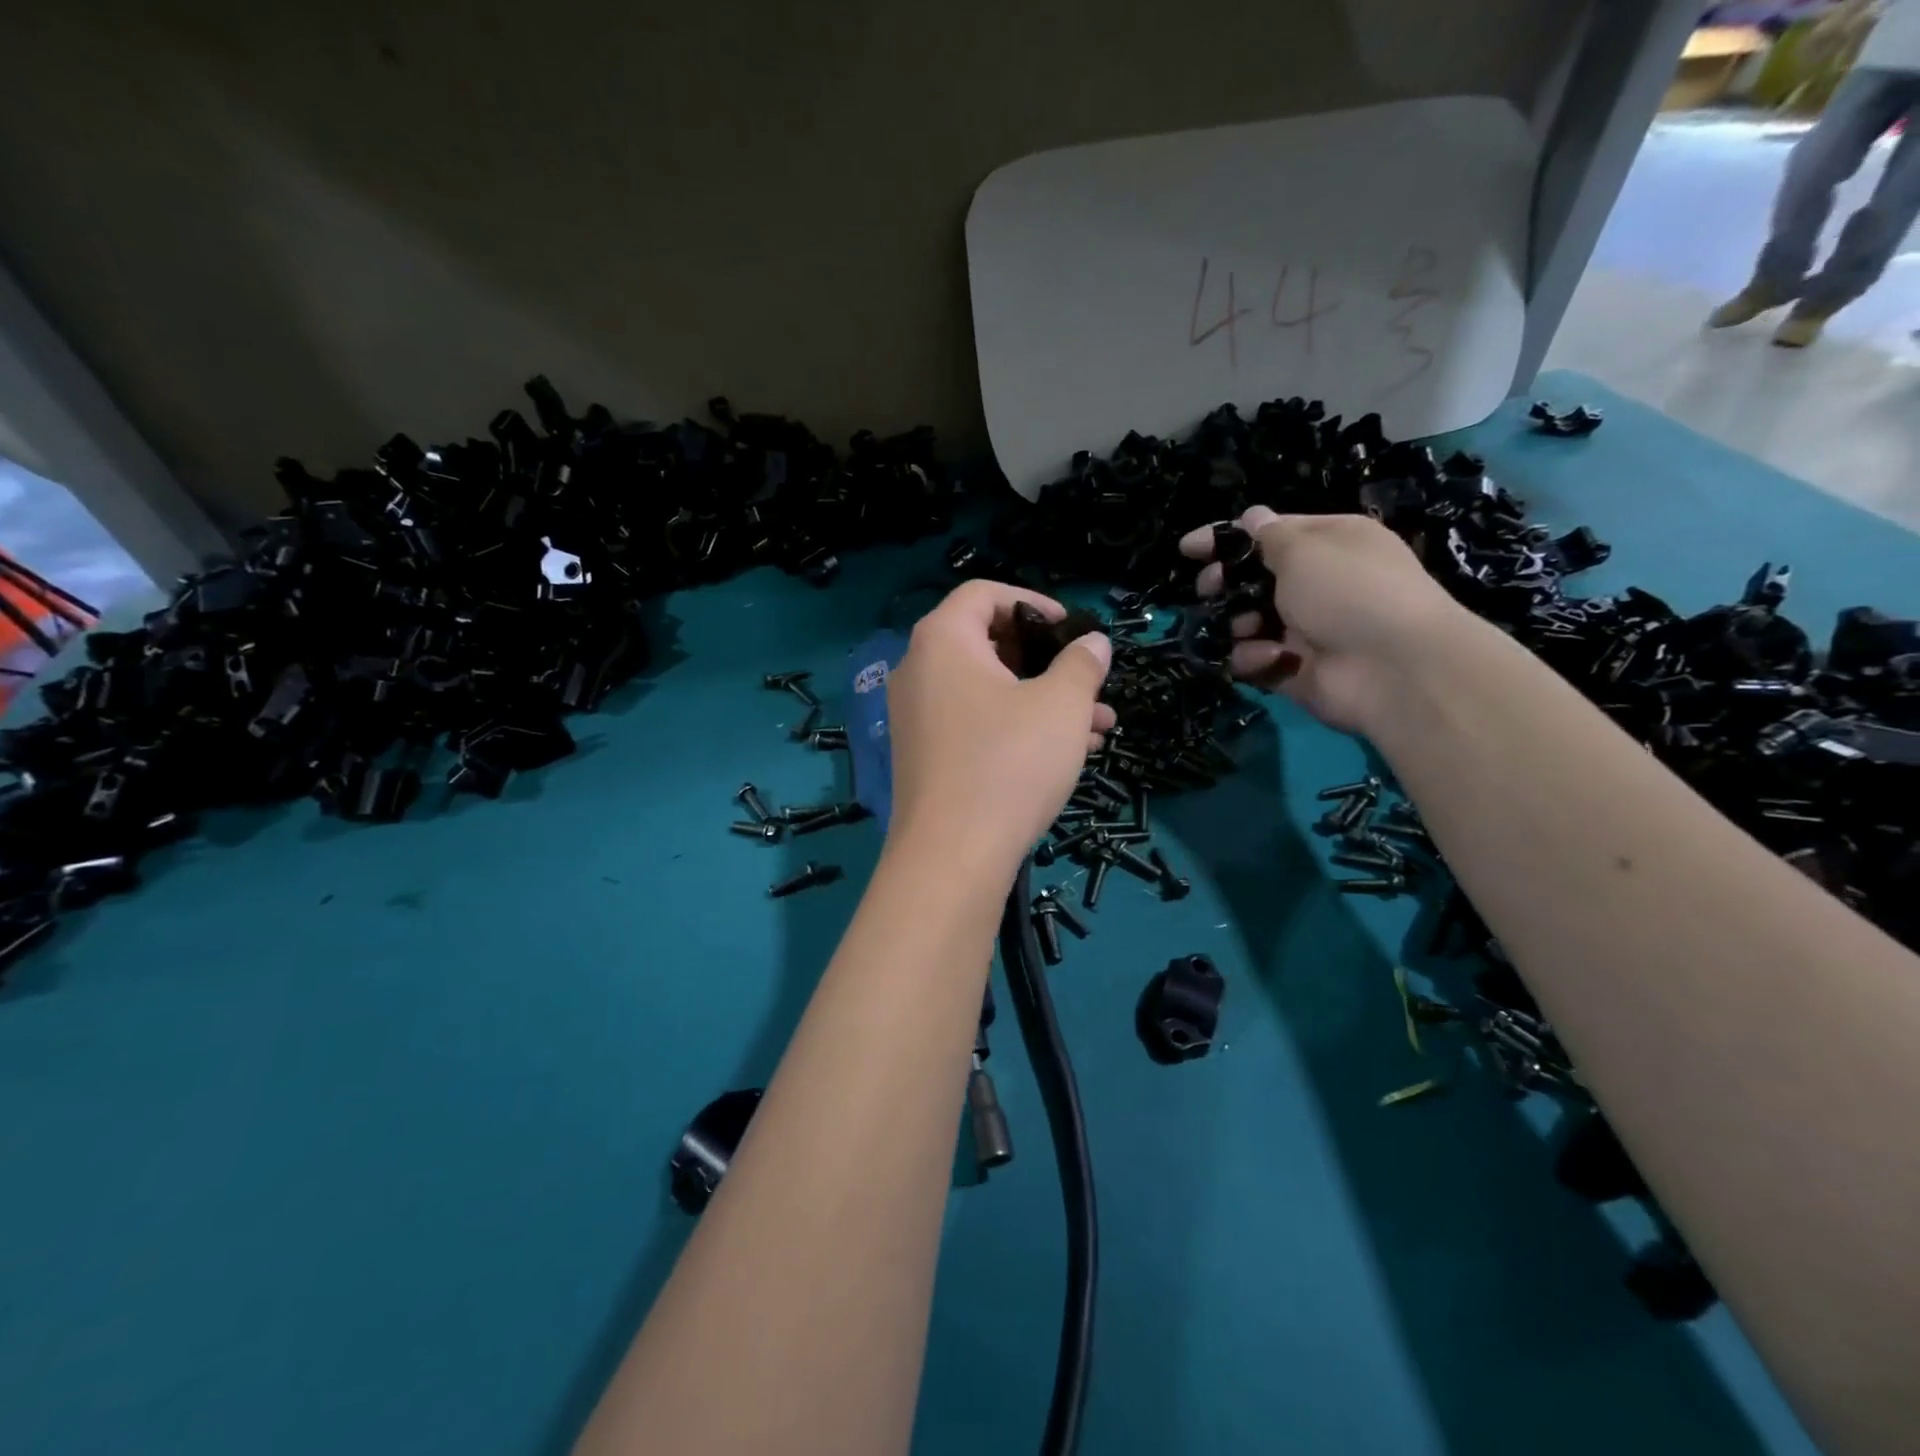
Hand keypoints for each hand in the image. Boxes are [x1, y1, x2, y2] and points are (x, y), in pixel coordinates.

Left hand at [885, 581, 1114, 872]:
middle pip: (988, 643)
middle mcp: (919, 670)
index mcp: (943, 640)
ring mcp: (917, 716)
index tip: (1071, 628)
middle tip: (1088, 682)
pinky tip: (1069, 754)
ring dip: (1044, 701)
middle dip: (1048, 662)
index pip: (984, 594)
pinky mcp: (924, 755)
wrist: (952, 856)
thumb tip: (1093, 643)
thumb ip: (1082, 663)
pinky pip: (975, 723)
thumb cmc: (1010, 763)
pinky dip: (1017, 727)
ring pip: (989, 691)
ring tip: (1099, 727)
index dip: (1033, 602)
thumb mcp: (1061, 706)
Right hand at [1181, 508, 1470, 733]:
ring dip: (1238, 624)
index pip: (1268, 534)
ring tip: (1244, 629)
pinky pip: (1257, 659)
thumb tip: (1251, 517)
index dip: (1226, 539)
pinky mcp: (1295, 669)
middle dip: (1226, 584)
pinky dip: (1255, 658)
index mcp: (1329, 543)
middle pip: (1255, 580)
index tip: (1187, 549)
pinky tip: (1268, 657)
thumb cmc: (1349, 590)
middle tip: (1209, 590)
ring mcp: (1307, 629)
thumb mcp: (1303, 548)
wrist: (1393, 667)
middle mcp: (1319, 583)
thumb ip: (1267, 536)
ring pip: (1249, 622)